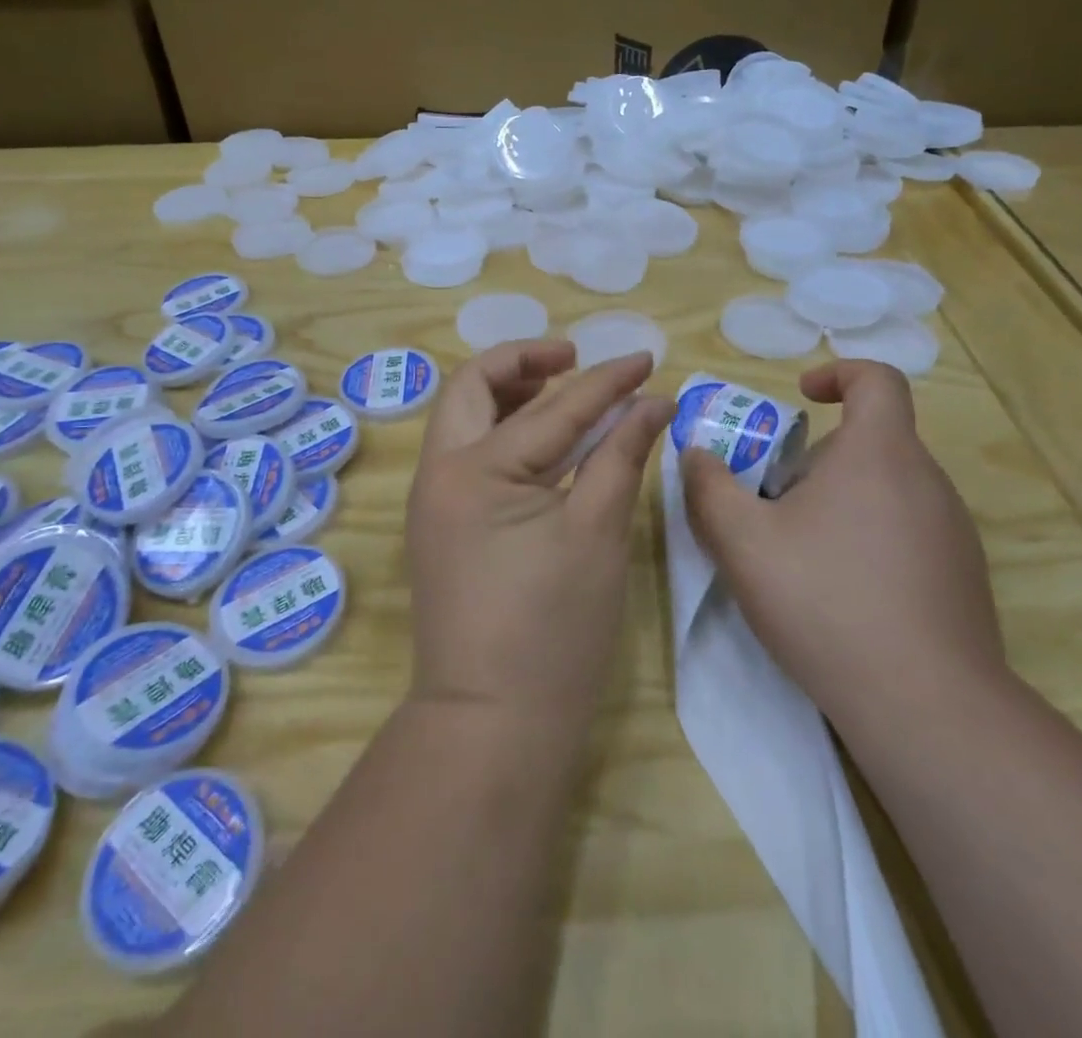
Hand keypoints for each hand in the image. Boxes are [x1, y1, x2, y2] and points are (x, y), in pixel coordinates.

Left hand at [405, 340, 672, 729]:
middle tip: (573, 360)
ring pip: (461, 416)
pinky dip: (499, 430)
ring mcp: (430, 498)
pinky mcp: (437, 523)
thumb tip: (651, 403)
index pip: (553, 407)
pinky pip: (463, 452)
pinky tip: (540, 441)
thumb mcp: (597, 534)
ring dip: (507, 392)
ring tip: (559, 389)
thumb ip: (620, 456)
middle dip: (522, 361)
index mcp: (476, 469)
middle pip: (472, 386)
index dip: (606, 381)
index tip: (645, 359)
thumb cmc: (553, 631)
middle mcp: (438, 471)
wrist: (491, 723)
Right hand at [680, 360, 1006, 731]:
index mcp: (880, 454)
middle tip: (772, 502)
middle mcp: (927, 481)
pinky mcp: (961, 576)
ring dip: (838, 502)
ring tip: (798, 553)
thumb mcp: (741, 541)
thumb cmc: (825, 600)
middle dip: (814, 460)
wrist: (925, 706)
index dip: (838, 373)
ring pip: (885, 489)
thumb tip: (697, 454)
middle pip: (869, 441)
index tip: (801, 397)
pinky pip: (906, 531)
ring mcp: (952, 532)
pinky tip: (839, 593)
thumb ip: (709, 487)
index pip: (877, 379)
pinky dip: (867, 538)